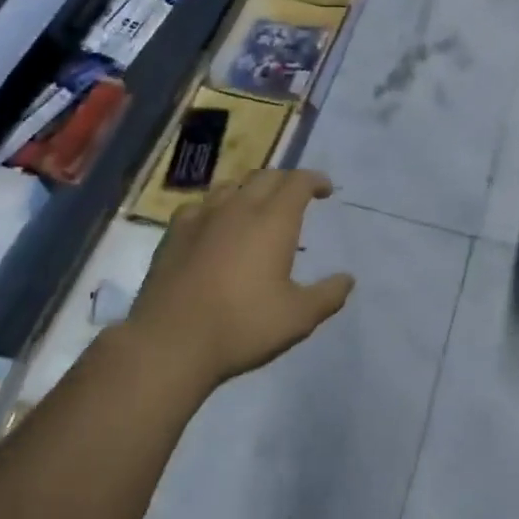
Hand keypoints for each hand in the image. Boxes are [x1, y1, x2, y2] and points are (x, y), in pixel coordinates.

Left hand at [127, 169, 353, 390]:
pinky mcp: (174, 233)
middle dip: (285, 181)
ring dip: (251, 189)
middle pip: (266, 176)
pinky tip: (214, 225)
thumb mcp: (297, 318)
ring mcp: (202, 216)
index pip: (298, 181)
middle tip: (295, 198)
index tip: (325, 190)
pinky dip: (216, 207)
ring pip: (232, 185)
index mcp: (273, 220)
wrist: (170, 342)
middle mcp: (239, 207)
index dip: (315, 180)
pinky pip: (200, 205)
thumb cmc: (242, 326)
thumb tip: (348, 279)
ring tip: (256, 208)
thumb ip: (327, 295)